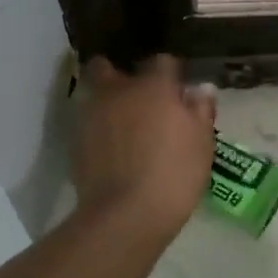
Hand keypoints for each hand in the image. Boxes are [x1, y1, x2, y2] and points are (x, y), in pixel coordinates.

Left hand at [73, 55, 216, 236]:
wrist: (125, 216)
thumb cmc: (174, 174)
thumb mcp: (202, 143)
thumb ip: (201, 110)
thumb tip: (200, 89)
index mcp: (153, 86)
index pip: (162, 61)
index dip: (170, 73)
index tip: (178, 90)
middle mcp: (118, 91)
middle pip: (109, 67)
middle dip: (120, 75)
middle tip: (138, 97)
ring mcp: (92, 115)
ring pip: (95, 94)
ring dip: (108, 102)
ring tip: (124, 124)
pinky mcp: (76, 141)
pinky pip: (89, 123)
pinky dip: (99, 129)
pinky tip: (113, 149)